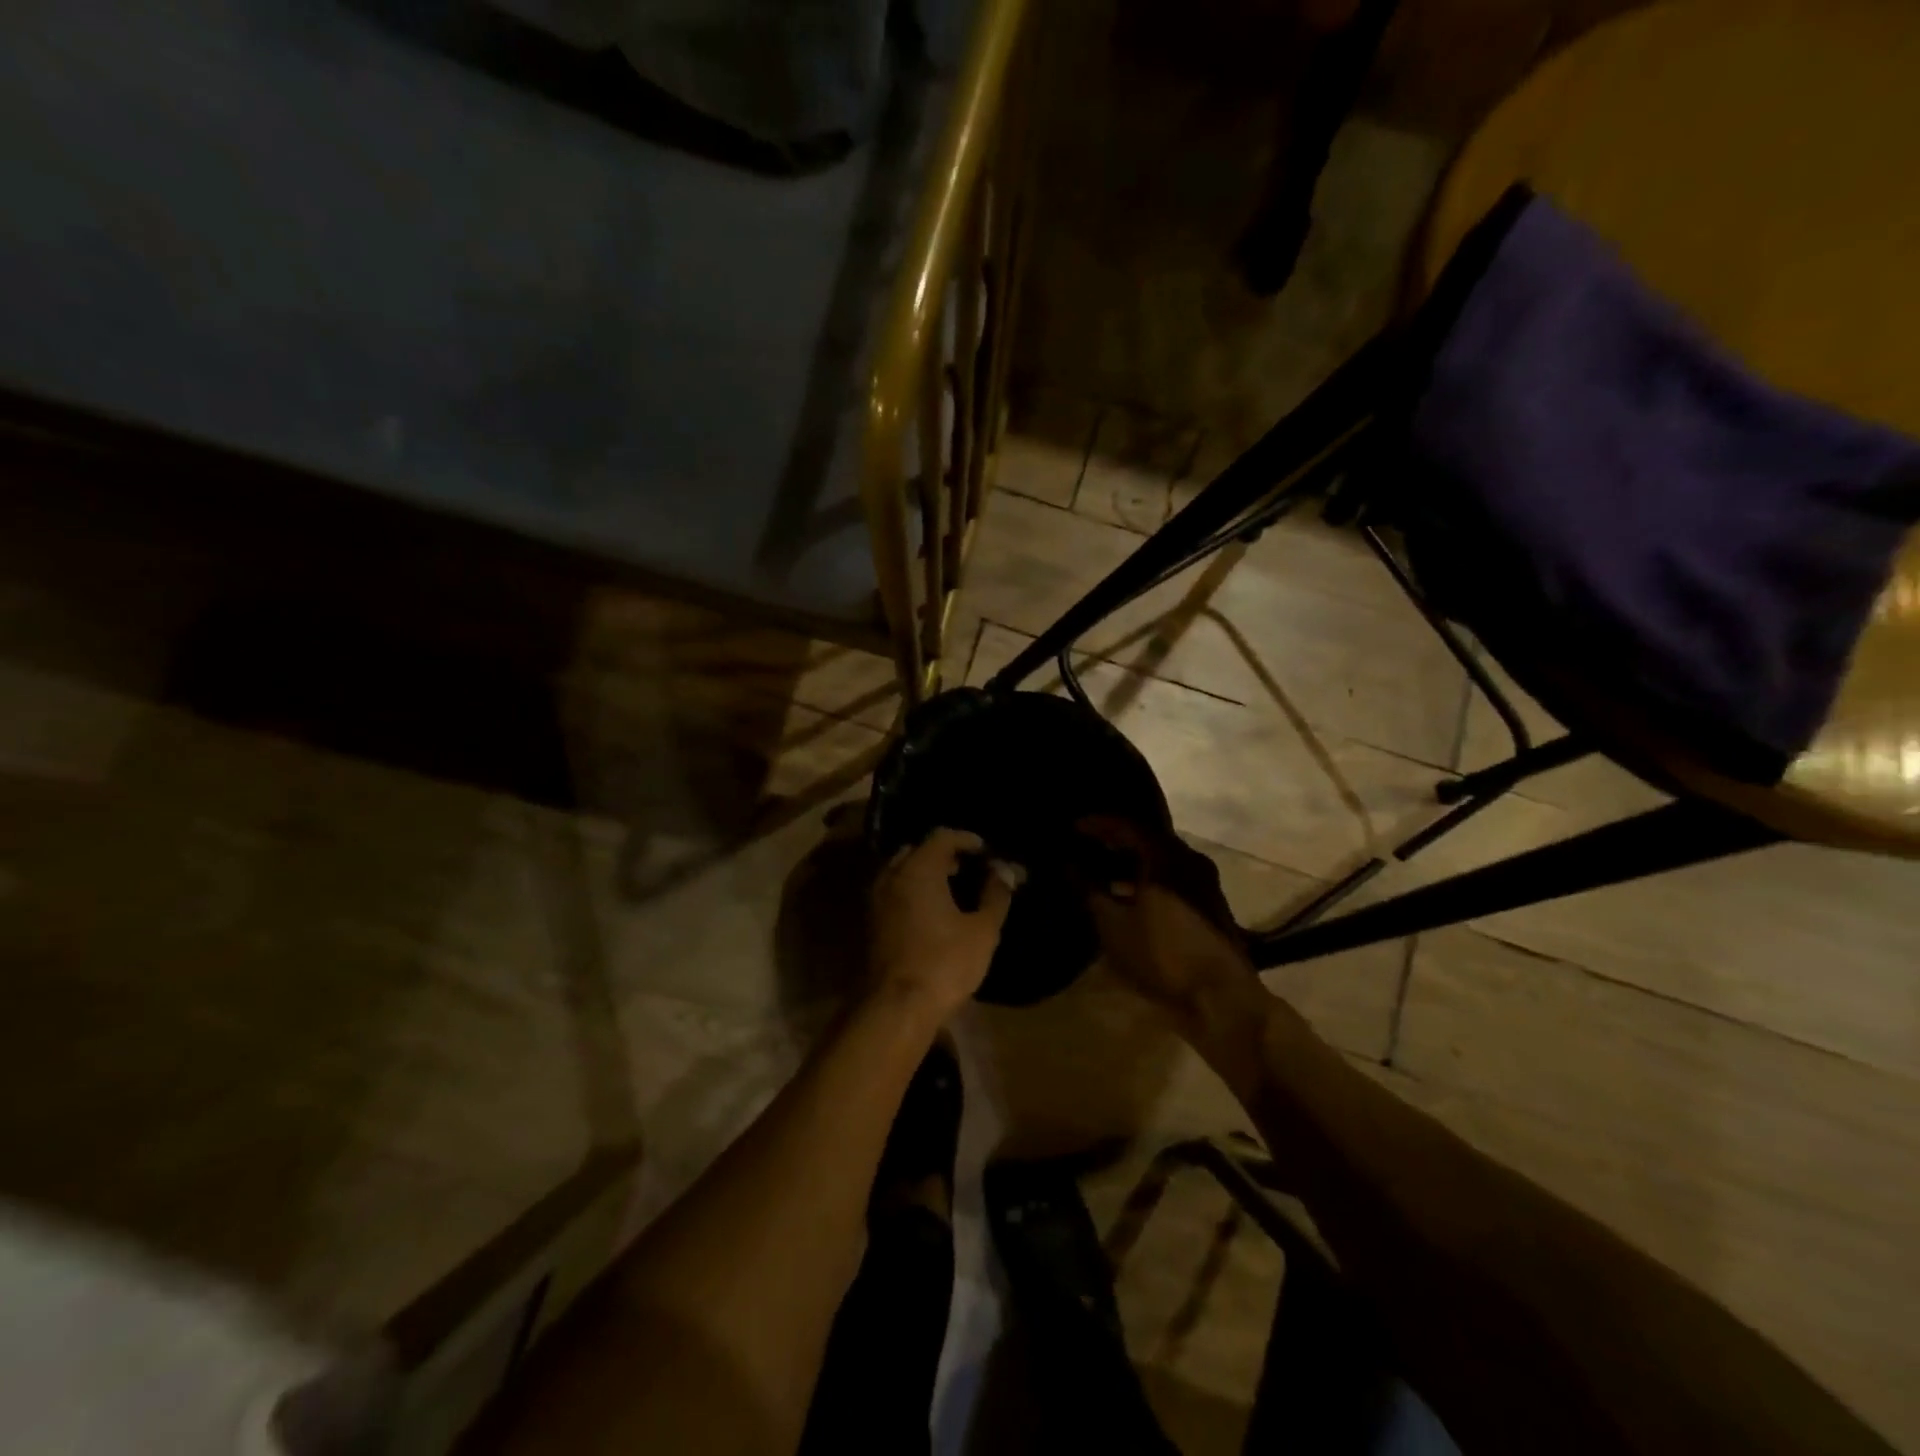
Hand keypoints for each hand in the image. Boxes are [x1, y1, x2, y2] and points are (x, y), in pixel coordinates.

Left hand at [869, 828, 1016, 1021]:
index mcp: (919, 869)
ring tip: (952, 889)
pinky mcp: (872, 921)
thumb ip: (996, 895)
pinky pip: (893, 891)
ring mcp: (877, 899)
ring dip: (925, 872)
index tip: (986, 851)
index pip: (942, 836)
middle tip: (968, 868)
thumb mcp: (982, 930)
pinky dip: (912, 890)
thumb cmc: (945, 962)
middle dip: (944, 855)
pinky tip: (932, 911)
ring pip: (901, 871)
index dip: (966, 839)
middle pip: (917, 850)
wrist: (898, 1006)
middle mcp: (892, 875)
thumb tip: (1005, 870)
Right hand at [1074, 816, 1250, 1017]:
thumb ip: (1088, 889)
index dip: (1098, 823)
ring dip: (1132, 861)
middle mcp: (1189, 860)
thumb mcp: (1113, 925)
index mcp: (1165, 857)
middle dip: (1115, 840)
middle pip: (1147, 838)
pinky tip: (1130, 895)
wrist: (1221, 998)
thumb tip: (1067, 863)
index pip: (1127, 825)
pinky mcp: (1210, 905)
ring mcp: (1204, 882)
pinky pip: (1172, 877)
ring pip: (1161, 859)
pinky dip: (1148, 877)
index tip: (1074, 826)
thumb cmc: (1162, 956)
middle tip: (1086, 845)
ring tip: (1103, 871)